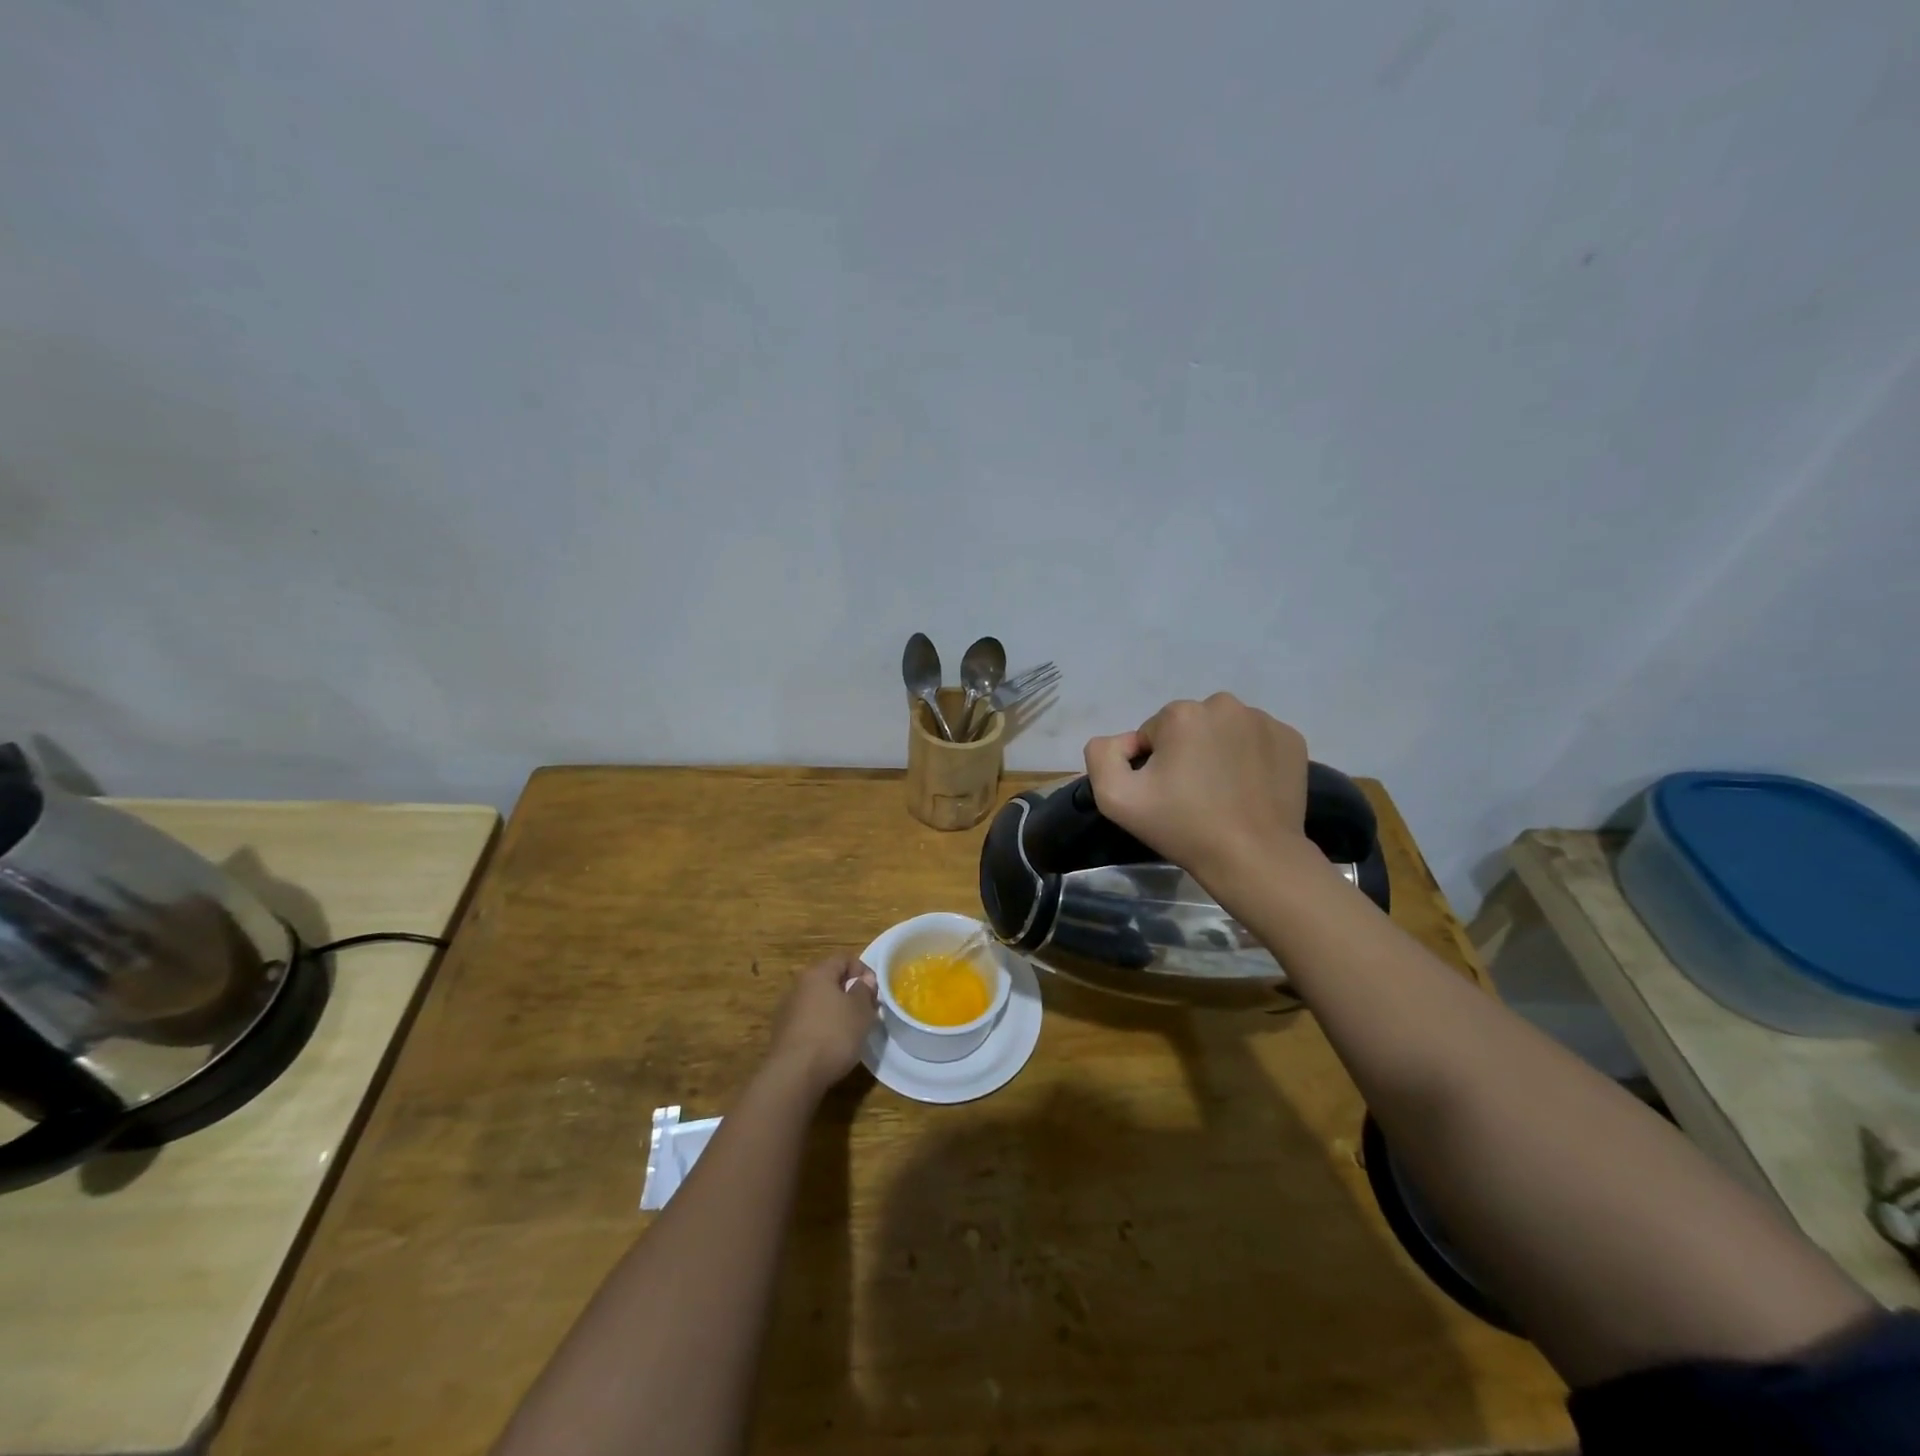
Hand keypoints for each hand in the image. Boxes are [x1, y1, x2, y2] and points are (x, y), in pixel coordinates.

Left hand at [765, 951, 877, 1095]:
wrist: (794, 1074)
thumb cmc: (833, 1034)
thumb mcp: (860, 1010)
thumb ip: (864, 990)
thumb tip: (863, 980)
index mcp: (817, 973)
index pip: (843, 959)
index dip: (863, 970)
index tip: (874, 991)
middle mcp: (799, 986)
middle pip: (829, 980)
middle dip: (850, 992)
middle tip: (866, 1010)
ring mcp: (788, 1010)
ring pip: (819, 1002)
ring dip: (836, 1010)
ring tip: (852, 1030)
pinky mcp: (783, 1033)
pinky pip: (809, 1021)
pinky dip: (823, 1026)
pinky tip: (832, 1044)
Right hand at [1084, 693, 1311, 885]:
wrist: (1254, 857)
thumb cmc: (1183, 827)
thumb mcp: (1115, 798)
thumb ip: (1102, 755)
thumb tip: (1124, 741)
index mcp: (1182, 713)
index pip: (1152, 733)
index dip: (1152, 765)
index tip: (1165, 795)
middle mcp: (1224, 705)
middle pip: (1189, 727)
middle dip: (1185, 753)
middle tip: (1192, 796)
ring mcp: (1264, 721)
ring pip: (1223, 731)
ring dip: (1217, 753)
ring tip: (1222, 794)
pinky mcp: (1292, 739)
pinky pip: (1256, 741)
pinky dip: (1249, 759)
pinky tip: (1248, 790)